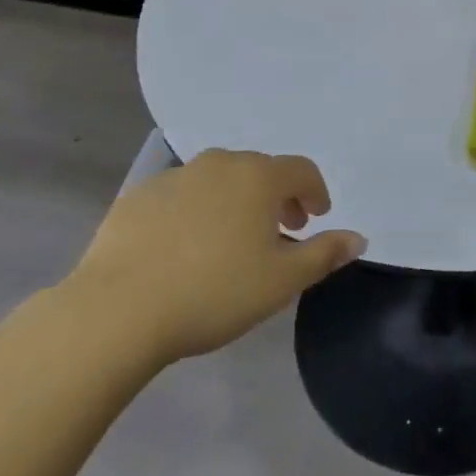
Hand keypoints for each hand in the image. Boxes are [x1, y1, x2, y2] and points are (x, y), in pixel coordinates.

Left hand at [61, 150, 365, 368]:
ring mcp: (174, 177)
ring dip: (236, 202)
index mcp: (258, 177)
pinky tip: (185, 248)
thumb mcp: (282, 281)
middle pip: (260, 170)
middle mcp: (219, 164)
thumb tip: (358, 238)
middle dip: (277, 196)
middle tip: (282, 231)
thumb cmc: (214, 292)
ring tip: (232, 241)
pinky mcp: (138, 197)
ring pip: (218, 180)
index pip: (301, 170)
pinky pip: (181, 196)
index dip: (316, 191)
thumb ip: (324, 254)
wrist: (117, 310)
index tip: (317, 216)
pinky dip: (195, 212)